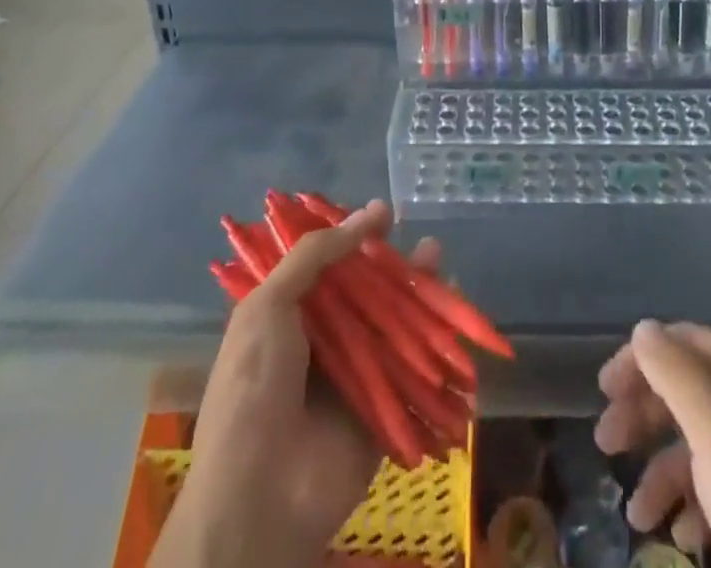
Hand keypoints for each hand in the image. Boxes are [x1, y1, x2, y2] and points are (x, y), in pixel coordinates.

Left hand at [155, 199, 440, 567]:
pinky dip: (438, 346)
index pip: (328, 265)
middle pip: (368, 292)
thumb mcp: (268, 306)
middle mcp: (324, 342)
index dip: (355, 237)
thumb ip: (313, 255)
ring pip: (395, 325)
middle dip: (396, 265)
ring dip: (421, 295)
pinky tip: (457, 317)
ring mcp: (355, 376)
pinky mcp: (384, 410)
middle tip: (423, 242)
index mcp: (289, 317)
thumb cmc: (254, 387)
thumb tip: (367, 213)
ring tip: (441, 265)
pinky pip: (415, 372)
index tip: (384, 213)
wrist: (259, 496)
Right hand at [595, 320, 710, 567]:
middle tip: (605, 442)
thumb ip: (676, 375)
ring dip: (662, 472)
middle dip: (644, 414)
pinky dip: (694, 508)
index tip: (605, 390)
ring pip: (702, 447)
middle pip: (690, 391)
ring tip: (636, 514)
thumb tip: (643, 329)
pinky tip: (682, 539)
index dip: (642, 357)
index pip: (686, 342)